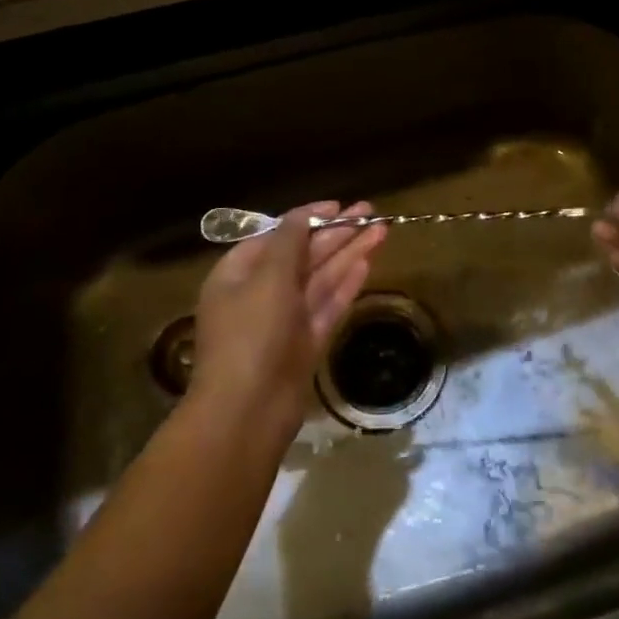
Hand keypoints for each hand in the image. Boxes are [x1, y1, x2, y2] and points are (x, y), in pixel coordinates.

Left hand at [190, 201, 386, 438]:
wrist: (248, 413)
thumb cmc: (251, 334)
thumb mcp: (267, 277)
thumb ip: (289, 241)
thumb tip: (303, 215)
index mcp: (237, 275)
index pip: (275, 236)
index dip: (306, 218)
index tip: (337, 205)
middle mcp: (260, 294)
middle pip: (302, 256)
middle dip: (335, 233)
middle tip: (369, 212)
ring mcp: (285, 321)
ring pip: (320, 280)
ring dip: (349, 254)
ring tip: (381, 231)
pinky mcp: (306, 344)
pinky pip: (327, 307)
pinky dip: (346, 285)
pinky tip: (367, 264)